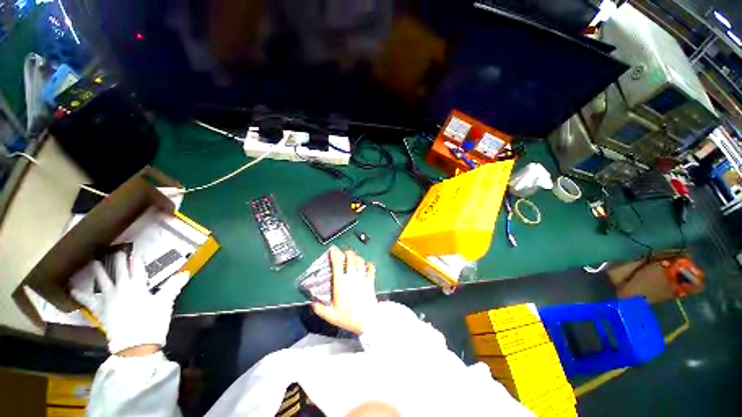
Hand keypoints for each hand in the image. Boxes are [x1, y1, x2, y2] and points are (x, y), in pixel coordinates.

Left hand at [71, 251, 189, 354]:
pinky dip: (80, 295)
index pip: (138, 269)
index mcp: (138, 286)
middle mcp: (121, 289)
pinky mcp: (100, 311)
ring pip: (103, 281)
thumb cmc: (152, 321)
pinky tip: (72, 289)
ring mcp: (108, 299)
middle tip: (115, 250)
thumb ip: (173, 286)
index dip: (137, 260)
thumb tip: (186, 272)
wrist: (134, 344)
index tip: (135, 251)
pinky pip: (88, 301)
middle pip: (120, 271)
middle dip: (119, 260)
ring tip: (93, 261)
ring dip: (99, 271)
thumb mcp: (165, 303)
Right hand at [312, 247, 376, 334]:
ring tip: (353, 257)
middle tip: (343, 253)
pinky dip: (369, 264)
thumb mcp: (331, 316)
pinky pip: (371, 269)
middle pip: (351, 258)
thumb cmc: (349, 318)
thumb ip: (320, 309)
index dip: (334, 254)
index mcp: (341, 283)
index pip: (337, 264)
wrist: (368, 321)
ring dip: (356, 257)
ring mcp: (363, 278)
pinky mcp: (371, 281)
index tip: (332, 249)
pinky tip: (366, 264)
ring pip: (360, 261)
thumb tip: (312, 303)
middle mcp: (352, 277)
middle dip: (347, 252)